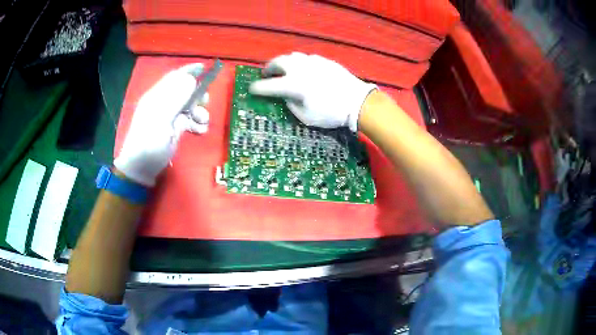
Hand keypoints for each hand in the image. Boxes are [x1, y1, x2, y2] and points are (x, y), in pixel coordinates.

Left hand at [114, 63, 209, 186]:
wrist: (141, 169)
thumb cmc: (149, 143)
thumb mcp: (161, 118)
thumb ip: (175, 97)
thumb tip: (191, 80)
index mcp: (157, 96)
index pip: (175, 77)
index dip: (189, 71)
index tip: (205, 68)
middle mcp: (163, 103)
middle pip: (185, 91)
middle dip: (197, 96)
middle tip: (206, 104)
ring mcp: (168, 117)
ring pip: (189, 107)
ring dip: (199, 112)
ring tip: (203, 123)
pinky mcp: (172, 129)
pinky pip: (188, 121)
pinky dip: (196, 124)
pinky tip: (200, 131)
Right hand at [249, 52, 375, 131]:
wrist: (357, 101)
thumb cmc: (330, 113)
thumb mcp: (305, 116)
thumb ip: (290, 104)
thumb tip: (285, 96)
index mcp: (293, 85)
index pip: (268, 86)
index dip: (257, 88)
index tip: (252, 89)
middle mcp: (299, 69)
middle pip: (278, 62)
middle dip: (268, 68)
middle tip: (266, 74)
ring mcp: (312, 61)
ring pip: (292, 56)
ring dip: (284, 63)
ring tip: (283, 69)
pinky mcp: (323, 60)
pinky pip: (306, 58)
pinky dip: (299, 62)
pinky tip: (303, 69)